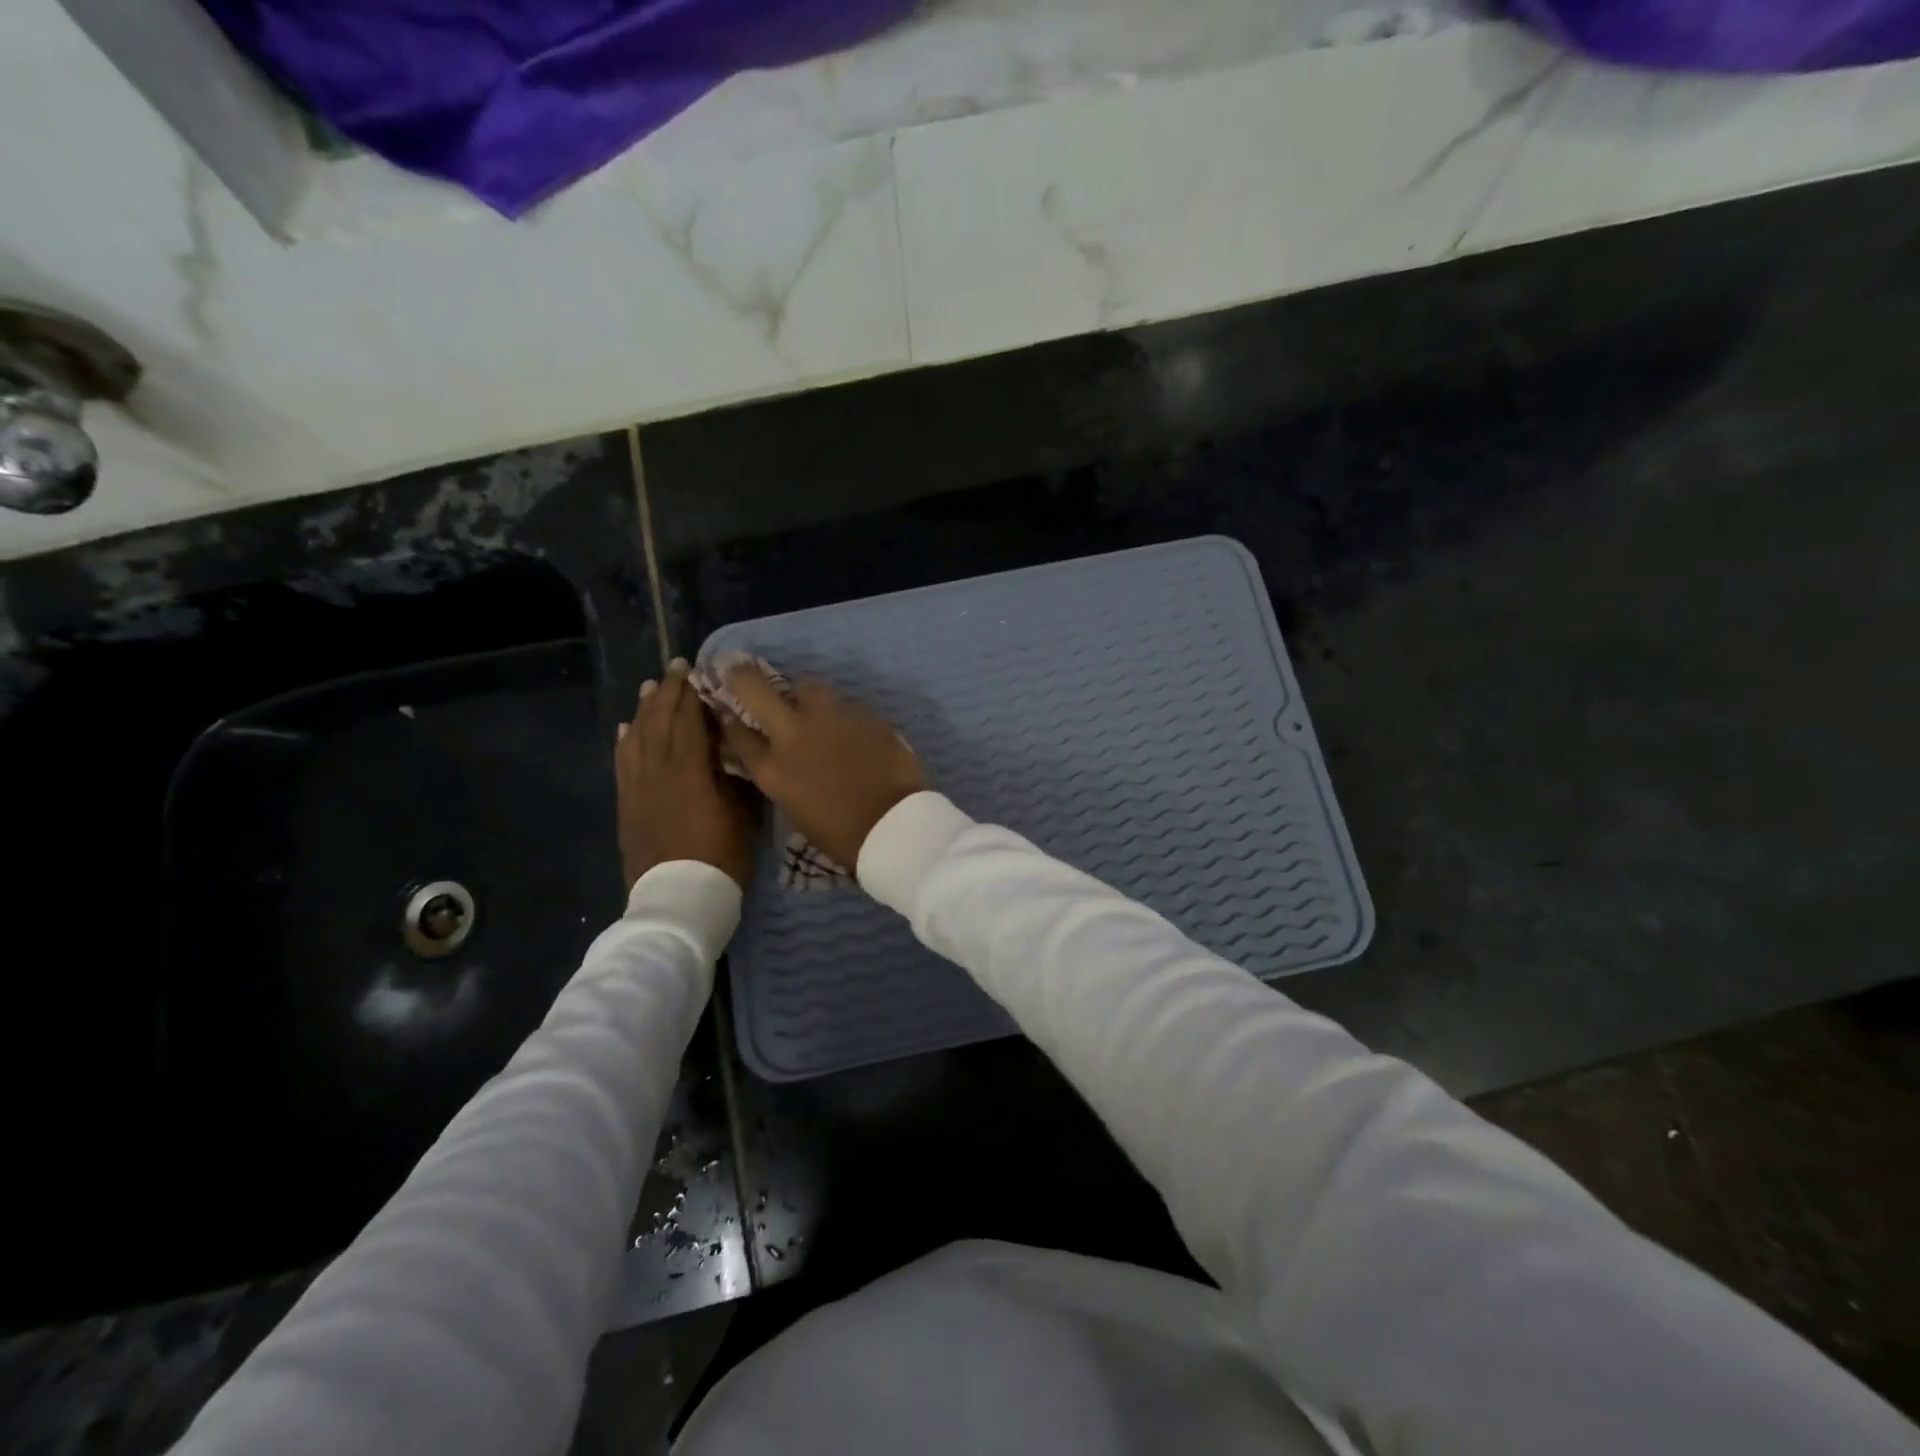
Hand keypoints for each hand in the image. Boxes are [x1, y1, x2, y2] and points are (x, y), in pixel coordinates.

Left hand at [615, 659, 756, 891]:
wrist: (678, 900)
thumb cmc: (721, 858)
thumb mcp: (744, 815)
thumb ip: (736, 776)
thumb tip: (735, 749)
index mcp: (690, 771)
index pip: (689, 720)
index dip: (692, 693)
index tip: (696, 670)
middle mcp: (658, 771)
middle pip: (659, 722)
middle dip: (667, 692)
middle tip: (675, 669)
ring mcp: (638, 788)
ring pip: (637, 738)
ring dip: (644, 710)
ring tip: (649, 688)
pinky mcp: (627, 805)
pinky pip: (623, 763)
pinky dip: (625, 741)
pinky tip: (627, 728)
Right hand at [716, 662, 926, 869]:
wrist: (893, 826)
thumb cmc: (843, 835)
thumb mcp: (797, 812)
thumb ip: (784, 777)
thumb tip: (784, 760)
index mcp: (772, 770)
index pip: (736, 733)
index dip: (729, 719)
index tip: (727, 709)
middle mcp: (793, 735)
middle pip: (754, 689)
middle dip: (743, 675)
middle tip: (740, 668)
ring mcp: (829, 718)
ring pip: (808, 685)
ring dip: (804, 693)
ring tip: (813, 705)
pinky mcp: (863, 713)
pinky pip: (846, 703)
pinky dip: (842, 712)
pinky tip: (852, 727)